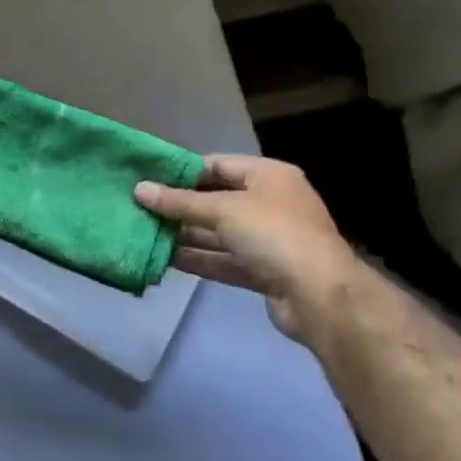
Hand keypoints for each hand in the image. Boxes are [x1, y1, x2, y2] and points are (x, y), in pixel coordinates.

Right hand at [135, 155, 358, 342]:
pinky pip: (224, 259)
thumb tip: (139, 189)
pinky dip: (199, 258)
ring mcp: (268, 239)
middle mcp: (269, 203)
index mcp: (268, 176)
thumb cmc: (274, 235)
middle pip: (216, 199)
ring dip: (185, 234)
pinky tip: (166, 259)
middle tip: (139, 205)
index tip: (148, 176)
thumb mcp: (224, 210)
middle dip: (180, 205)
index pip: (217, 164)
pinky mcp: (263, 271)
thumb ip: (180, 202)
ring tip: (145, 232)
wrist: (320, 296)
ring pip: (218, 232)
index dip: (183, 170)